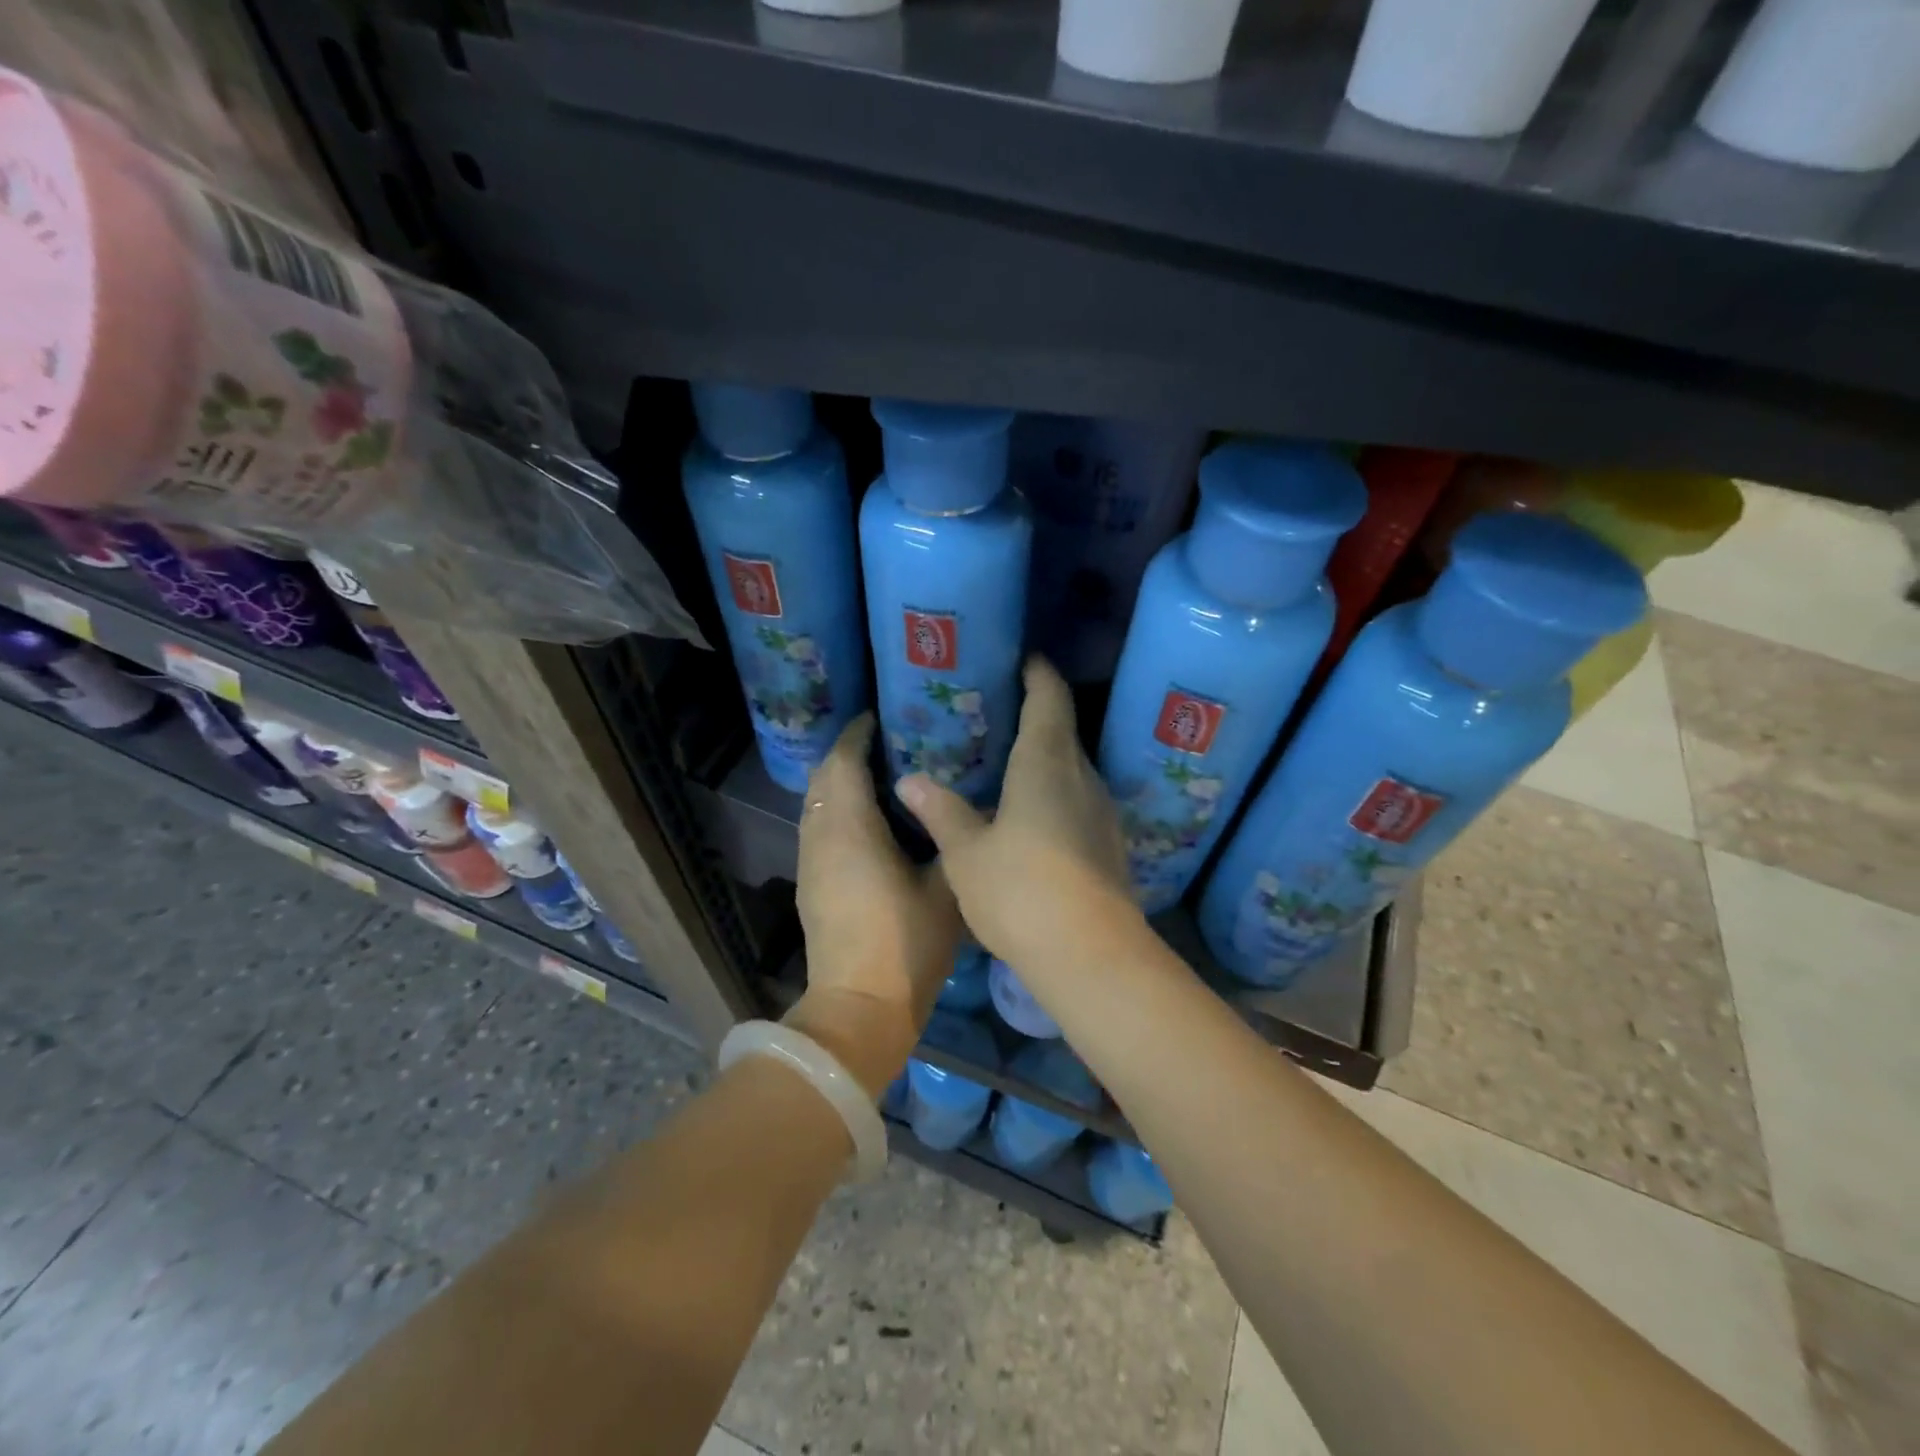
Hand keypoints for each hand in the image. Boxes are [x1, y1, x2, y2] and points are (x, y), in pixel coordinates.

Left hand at [786, 713, 961, 1099]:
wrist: (859, 1007)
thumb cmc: (906, 943)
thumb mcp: (944, 886)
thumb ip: (947, 838)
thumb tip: (951, 806)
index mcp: (849, 827)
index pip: (842, 760)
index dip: (858, 732)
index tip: (883, 716)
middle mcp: (819, 835)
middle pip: (823, 776)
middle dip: (849, 752)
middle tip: (891, 741)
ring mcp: (809, 860)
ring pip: (816, 801)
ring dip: (841, 781)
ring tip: (884, 774)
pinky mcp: (810, 882)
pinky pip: (818, 825)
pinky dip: (838, 808)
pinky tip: (872, 818)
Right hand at [894, 657, 1140, 977]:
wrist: (1091, 954)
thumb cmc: (1020, 890)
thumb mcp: (966, 853)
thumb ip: (941, 811)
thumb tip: (911, 779)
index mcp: (1046, 763)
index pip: (1049, 698)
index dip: (1037, 673)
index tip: (1022, 658)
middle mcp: (1082, 776)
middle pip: (1062, 731)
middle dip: (1035, 715)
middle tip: (995, 714)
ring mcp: (1101, 811)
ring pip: (1071, 768)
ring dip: (1044, 758)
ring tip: (1006, 762)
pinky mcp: (1108, 843)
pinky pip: (1077, 800)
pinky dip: (1053, 792)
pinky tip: (1029, 813)